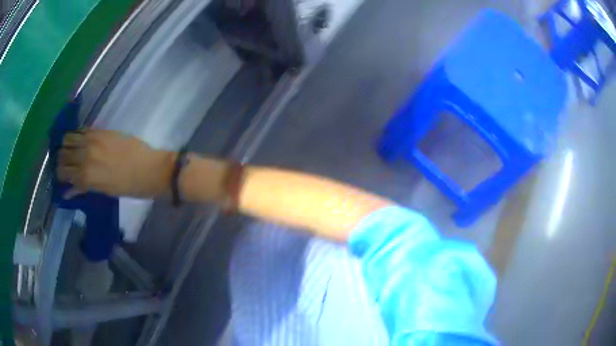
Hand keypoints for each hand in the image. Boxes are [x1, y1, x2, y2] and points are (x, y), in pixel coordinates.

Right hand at [57, 130, 174, 197]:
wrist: (151, 169)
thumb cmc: (129, 187)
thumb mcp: (104, 192)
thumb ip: (83, 188)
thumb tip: (67, 192)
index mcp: (86, 176)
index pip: (63, 172)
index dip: (60, 174)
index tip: (61, 175)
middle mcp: (85, 156)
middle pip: (63, 154)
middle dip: (61, 160)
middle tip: (65, 163)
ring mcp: (93, 140)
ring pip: (69, 138)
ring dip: (66, 145)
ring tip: (70, 151)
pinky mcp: (102, 131)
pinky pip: (83, 130)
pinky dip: (78, 135)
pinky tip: (80, 141)